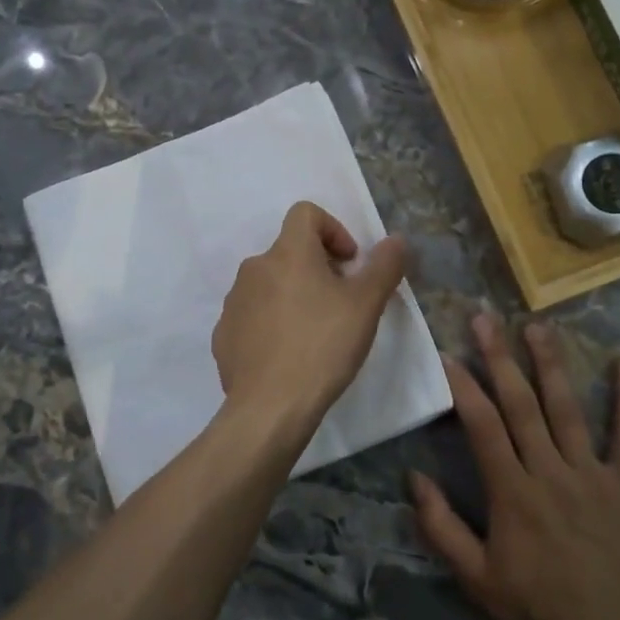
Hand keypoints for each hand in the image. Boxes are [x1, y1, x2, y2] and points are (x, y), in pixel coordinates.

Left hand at [211, 201, 408, 436]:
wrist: (270, 407)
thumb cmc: (323, 346)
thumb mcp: (366, 305)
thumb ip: (384, 266)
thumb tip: (395, 239)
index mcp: (288, 252)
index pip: (305, 213)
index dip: (333, 229)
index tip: (349, 264)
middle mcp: (254, 268)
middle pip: (289, 251)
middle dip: (317, 268)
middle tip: (340, 304)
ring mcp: (234, 301)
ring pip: (269, 284)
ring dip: (293, 295)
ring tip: (314, 332)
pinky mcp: (224, 334)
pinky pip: (252, 315)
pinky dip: (271, 323)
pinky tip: (288, 354)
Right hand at [410, 314, 619, 619]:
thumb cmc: (537, 608)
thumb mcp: (476, 577)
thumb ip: (441, 527)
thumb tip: (414, 478)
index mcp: (511, 490)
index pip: (482, 425)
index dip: (464, 386)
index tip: (448, 353)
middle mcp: (549, 470)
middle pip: (520, 403)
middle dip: (500, 356)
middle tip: (485, 317)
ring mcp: (591, 474)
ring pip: (567, 408)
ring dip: (550, 364)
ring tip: (537, 325)